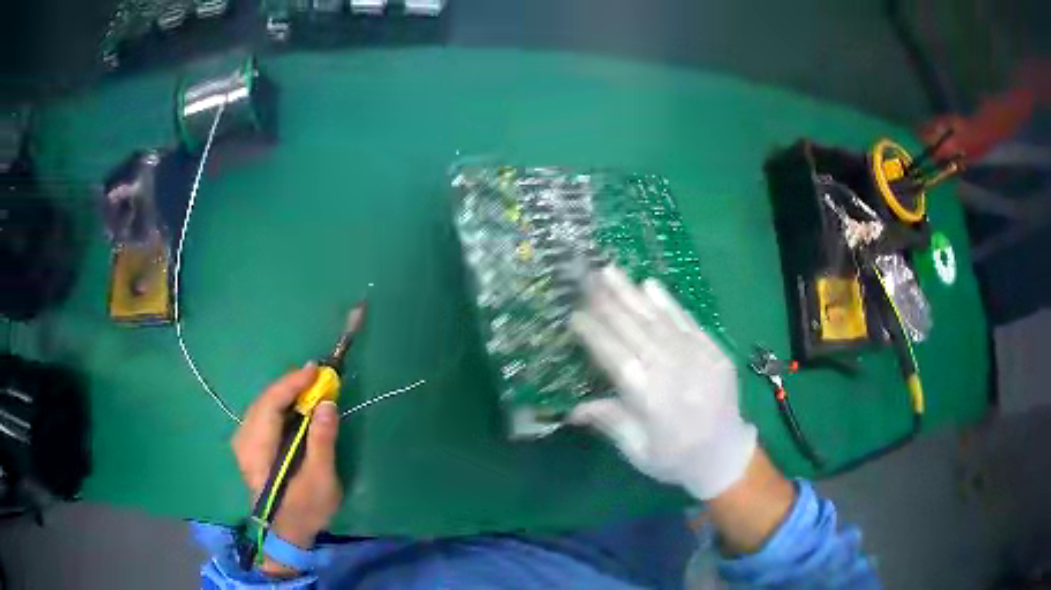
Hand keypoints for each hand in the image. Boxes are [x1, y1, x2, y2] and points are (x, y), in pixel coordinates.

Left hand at [231, 365, 342, 573]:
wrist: (287, 533)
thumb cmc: (305, 510)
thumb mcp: (321, 480)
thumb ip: (322, 441)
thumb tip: (326, 403)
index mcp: (258, 451)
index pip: (270, 406)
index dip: (291, 384)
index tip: (315, 370)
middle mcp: (244, 441)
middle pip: (263, 401)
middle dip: (288, 385)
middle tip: (316, 375)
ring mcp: (243, 443)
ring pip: (260, 405)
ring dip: (283, 392)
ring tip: (307, 385)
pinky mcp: (248, 445)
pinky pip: (261, 414)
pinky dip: (278, 404)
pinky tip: (292, 404)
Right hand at [570, 266, 756, 499]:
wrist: (725, 455)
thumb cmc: (675, 458)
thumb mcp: (638, 451)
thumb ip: (610, 422)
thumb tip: (571, 408)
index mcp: (651, 400)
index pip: (616, 358)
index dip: (595, 335)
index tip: (574, 315)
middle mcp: (673, 372)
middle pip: (635, 331)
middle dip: (608, 303)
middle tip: (586, 278)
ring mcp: (697, 358)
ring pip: (658, 321)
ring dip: (632, 294)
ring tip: (610, 272)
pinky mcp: (714, 351)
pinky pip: (688, 322)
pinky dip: (668, 303)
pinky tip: (650, 284)